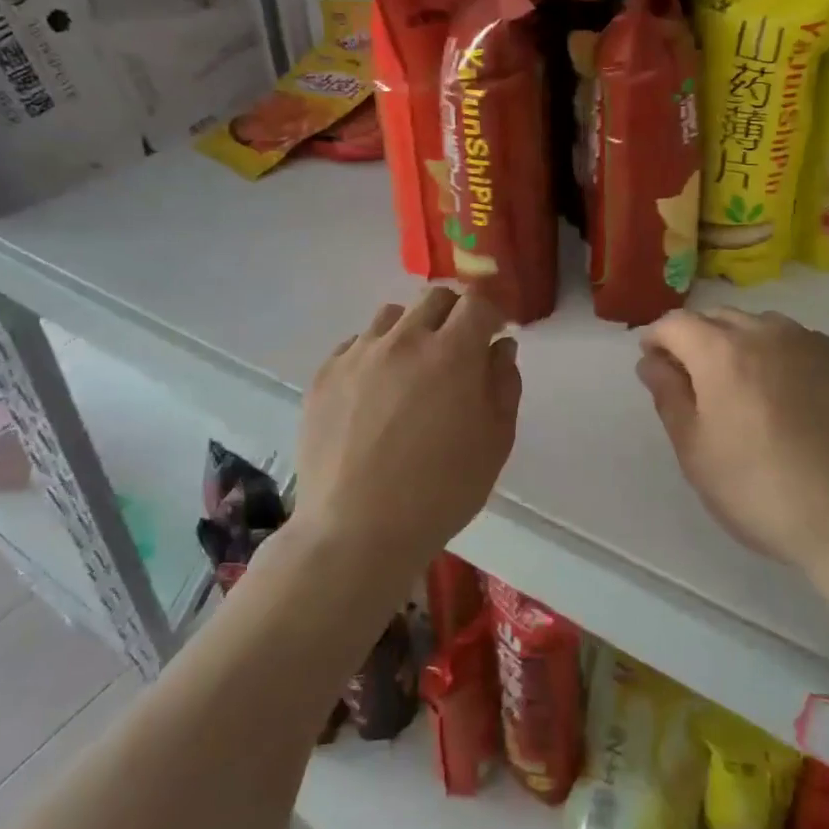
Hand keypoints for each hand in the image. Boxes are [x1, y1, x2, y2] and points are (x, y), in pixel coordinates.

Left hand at [294, 287, 520, 569]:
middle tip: (458, 347)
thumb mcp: (495, 443)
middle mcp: (404, 340)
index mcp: (452, 353)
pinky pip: (355, 344)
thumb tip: (499, 346)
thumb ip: (504, 385)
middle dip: (455, 313)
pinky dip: (373, 354)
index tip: (496, 328)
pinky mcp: (324, 375)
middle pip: (434, 297)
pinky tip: (374, 392)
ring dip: (412, 330)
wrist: (356, 531)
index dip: (492, 311)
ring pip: (392, 316)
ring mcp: (358, 354)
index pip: (477, 302)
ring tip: (412, 368)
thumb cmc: (440, 492)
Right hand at [636, 307, 828, 578]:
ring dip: (745, 346)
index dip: (657, 338)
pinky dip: (788, 361)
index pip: (676, 323)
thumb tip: (652, 362)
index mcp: (723, 351)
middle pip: (721, 318)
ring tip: (750, 391)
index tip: (653, 362)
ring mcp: (819, 345)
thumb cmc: (765, 492)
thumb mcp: (697, 454)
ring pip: (766, 329)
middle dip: (699, 340)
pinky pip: (808, 348)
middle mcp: (770, 333)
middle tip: (697, 382)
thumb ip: (668, 397)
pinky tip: (799, 404)